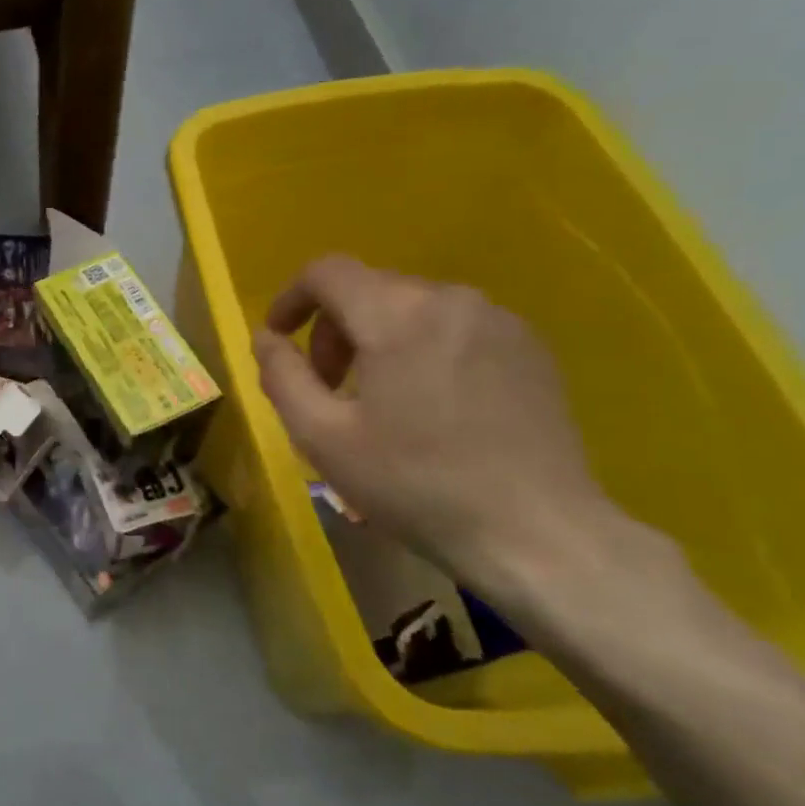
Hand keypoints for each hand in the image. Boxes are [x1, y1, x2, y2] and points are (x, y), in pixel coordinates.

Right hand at [252, 255, 622, 610]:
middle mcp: (452, 300)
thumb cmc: (414, 484)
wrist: (537, 533)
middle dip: (333, 329)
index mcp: (398, 315)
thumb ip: (282, 375)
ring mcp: (500, 321)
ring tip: (378, 400)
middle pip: (369, 288)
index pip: (327, 272)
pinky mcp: (531, 348)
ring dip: (377, 339)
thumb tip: (266, 337)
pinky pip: (455, 327)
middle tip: (328, 388)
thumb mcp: (322, 436)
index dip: (290, 298)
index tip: (278, 339)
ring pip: (413, 307)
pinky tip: (430, 406)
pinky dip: (423, 348)